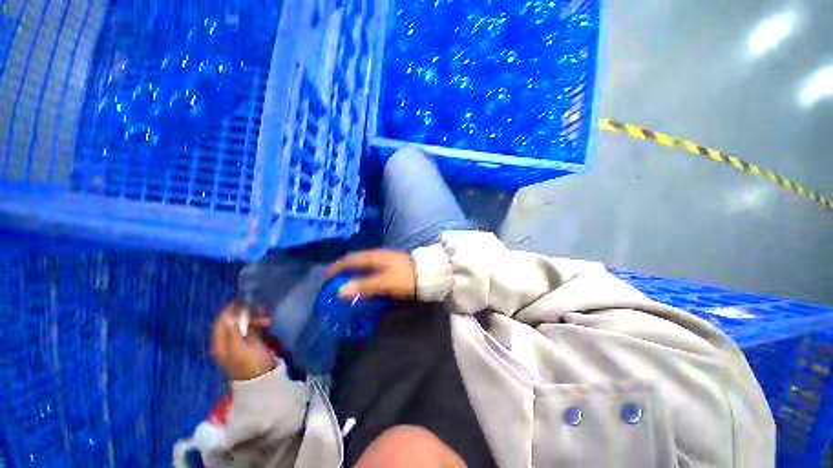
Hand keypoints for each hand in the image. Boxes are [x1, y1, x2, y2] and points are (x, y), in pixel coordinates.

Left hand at [210, 301, 275, 380]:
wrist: (263, 379)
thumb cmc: (250, 363)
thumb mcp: (239, 348)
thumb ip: (233, 331)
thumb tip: (230, 315)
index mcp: (220, 344)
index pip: (220, 322)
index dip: (229, 310)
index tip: (242, 299)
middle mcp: (227, 342)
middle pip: (232, 322)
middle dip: (245, 314)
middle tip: (260, 308)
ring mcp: (239, 342)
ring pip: (244, 324)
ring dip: (254, 318)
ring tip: (267, 318)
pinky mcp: (250, 343)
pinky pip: (252, 328)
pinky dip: (258, 323)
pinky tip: (267, 322)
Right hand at [325, 249, 415, 299]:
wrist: (428, 274)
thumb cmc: (405, 277)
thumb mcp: (384, 282)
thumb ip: (363, 286)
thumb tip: (339, 291)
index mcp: (374, 256)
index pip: (350, 259)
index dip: (336, 266)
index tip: (325, 276)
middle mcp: (378, 254)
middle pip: (356, 259)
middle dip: (343, 267)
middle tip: (333, 279)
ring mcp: (385, 259)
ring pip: (364, 263)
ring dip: (353, 270)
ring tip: (345, 280)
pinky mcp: (391, 265)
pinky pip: (372, 267)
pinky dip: (363, 273)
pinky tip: (363, 280)